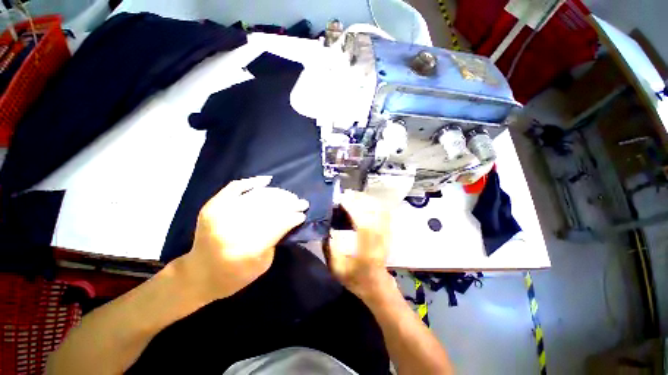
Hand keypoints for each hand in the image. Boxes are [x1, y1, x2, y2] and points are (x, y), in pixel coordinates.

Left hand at [175, 176, 308, 302]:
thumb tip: (288, 219)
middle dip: (290, 204)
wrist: (198, 275)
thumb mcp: (263, 265)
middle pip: (269, 208)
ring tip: (289, 195)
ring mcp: (219, 214)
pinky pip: (235, 187)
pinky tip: (267, 181)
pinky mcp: (212, 206)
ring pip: (257, 196)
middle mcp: (232, 229)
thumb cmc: (234, 276)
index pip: (278, 225)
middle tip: (301, 202)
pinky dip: (252, 182)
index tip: (303, 214)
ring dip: (278, 194)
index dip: (293, 217)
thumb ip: (276, 240)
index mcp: (246, 249)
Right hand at [327, 190, 393, 299]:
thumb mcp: (336, 268)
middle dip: (359, 200)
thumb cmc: (355, 278)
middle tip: (345, 194)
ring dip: (366, 200)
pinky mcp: (387, 231)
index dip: (353, 208)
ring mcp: (386, 234)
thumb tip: (327, 226)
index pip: (363, 223)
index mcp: (366, 250)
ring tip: (353, 196)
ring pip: (379, 209)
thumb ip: (330, 246)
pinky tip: (364, 201)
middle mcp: (379, 239)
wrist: (375, 284)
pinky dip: (373, 203)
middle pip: (374, 212)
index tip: (341, 199)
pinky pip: (383, 212)